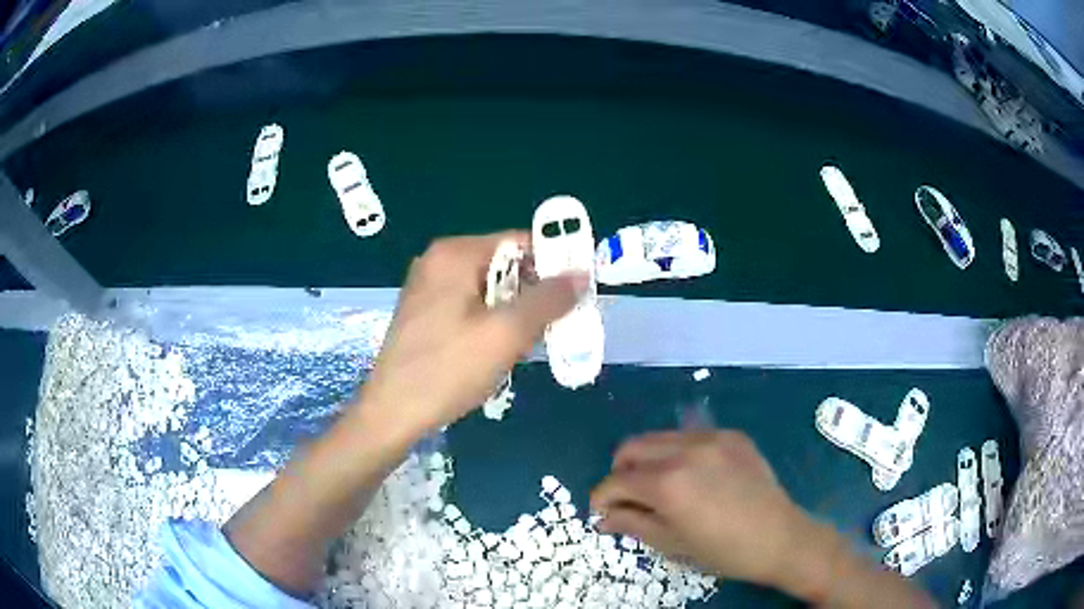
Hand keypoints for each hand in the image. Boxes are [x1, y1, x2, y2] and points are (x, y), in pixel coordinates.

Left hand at [358, 232, 584, 437]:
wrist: (392, 413)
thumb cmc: (447, 370)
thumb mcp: (506, 334)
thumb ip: (548, 299)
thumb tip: (582, 273)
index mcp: (454, 254)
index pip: (519, 241)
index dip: (554, 263)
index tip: (579, 292)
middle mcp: (439, 262)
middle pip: (504, 264)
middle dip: (534, 293)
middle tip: (556, 324)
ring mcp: (428, 287)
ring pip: (489, 289)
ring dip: (515, 312)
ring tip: (528, 343)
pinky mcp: (425, 312)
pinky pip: (471, 305)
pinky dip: (493, 321)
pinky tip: (499, 350)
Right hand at [590, 431, 812, 588]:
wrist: (779, 537)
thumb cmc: (723, 550)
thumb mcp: (672, 543)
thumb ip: (632, 523)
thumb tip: (602, 517)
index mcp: (668, 483)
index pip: (616, 480)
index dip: (601, 497)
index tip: (602, 512)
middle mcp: (685, 450)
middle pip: (632, 447)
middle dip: (620, 472)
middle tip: (628, 497)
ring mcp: (711, 437)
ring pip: (660, 437)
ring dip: (648, 459)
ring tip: (659, 486)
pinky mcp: (731, 435)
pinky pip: (690, 436)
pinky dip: (679, 453)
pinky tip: (693, 476)